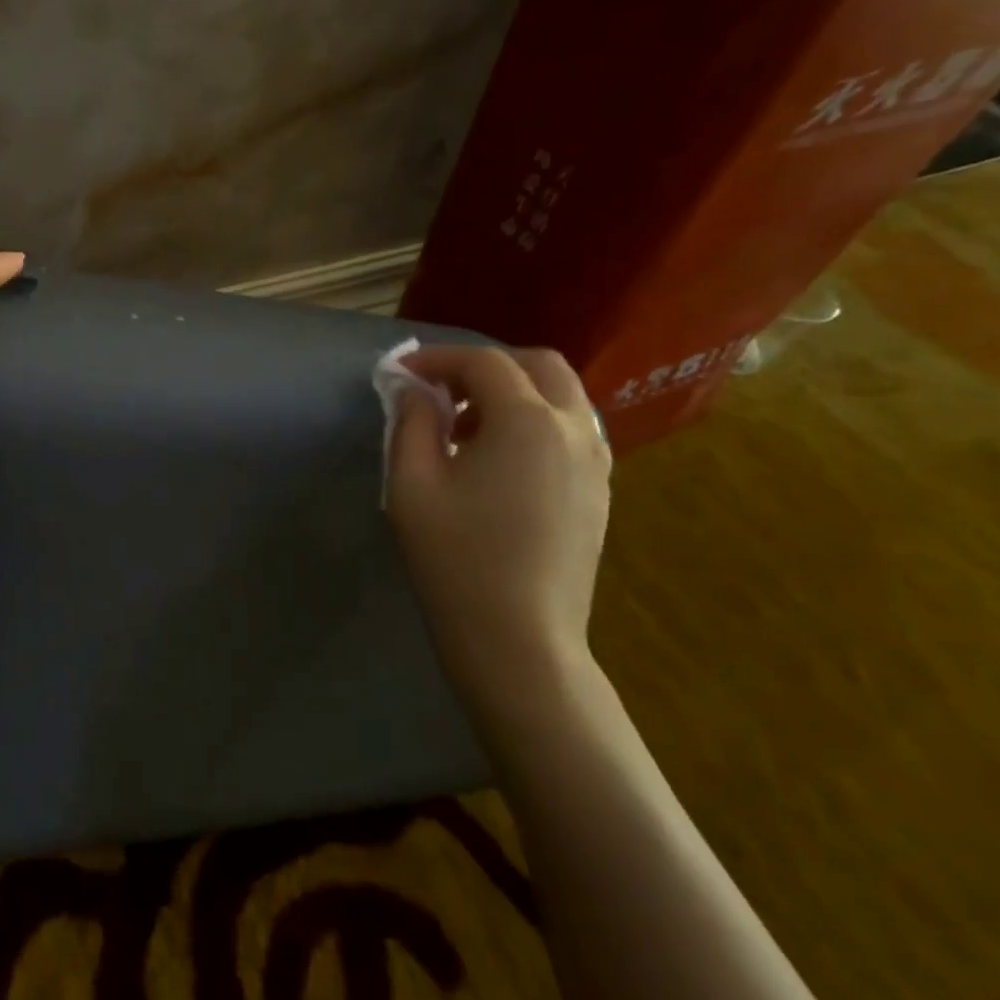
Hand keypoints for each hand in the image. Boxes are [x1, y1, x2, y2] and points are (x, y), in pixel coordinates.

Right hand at [387, 345, 611, 702]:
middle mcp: (574, 429)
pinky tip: (496, 460)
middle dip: (485, 365)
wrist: (519, 641)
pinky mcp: (599, 492)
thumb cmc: (456, 558)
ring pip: (561, 396)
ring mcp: (596, 462)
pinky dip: (534, 421)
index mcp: (526, 421)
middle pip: (537, 365)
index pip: (482, 362)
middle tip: (441, 391)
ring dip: (513, 392)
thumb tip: (415, 390)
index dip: (437, 359)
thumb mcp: (412, 483)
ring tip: (464, 427)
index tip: (400, 373)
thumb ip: (412, 421)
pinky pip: (571, 430)